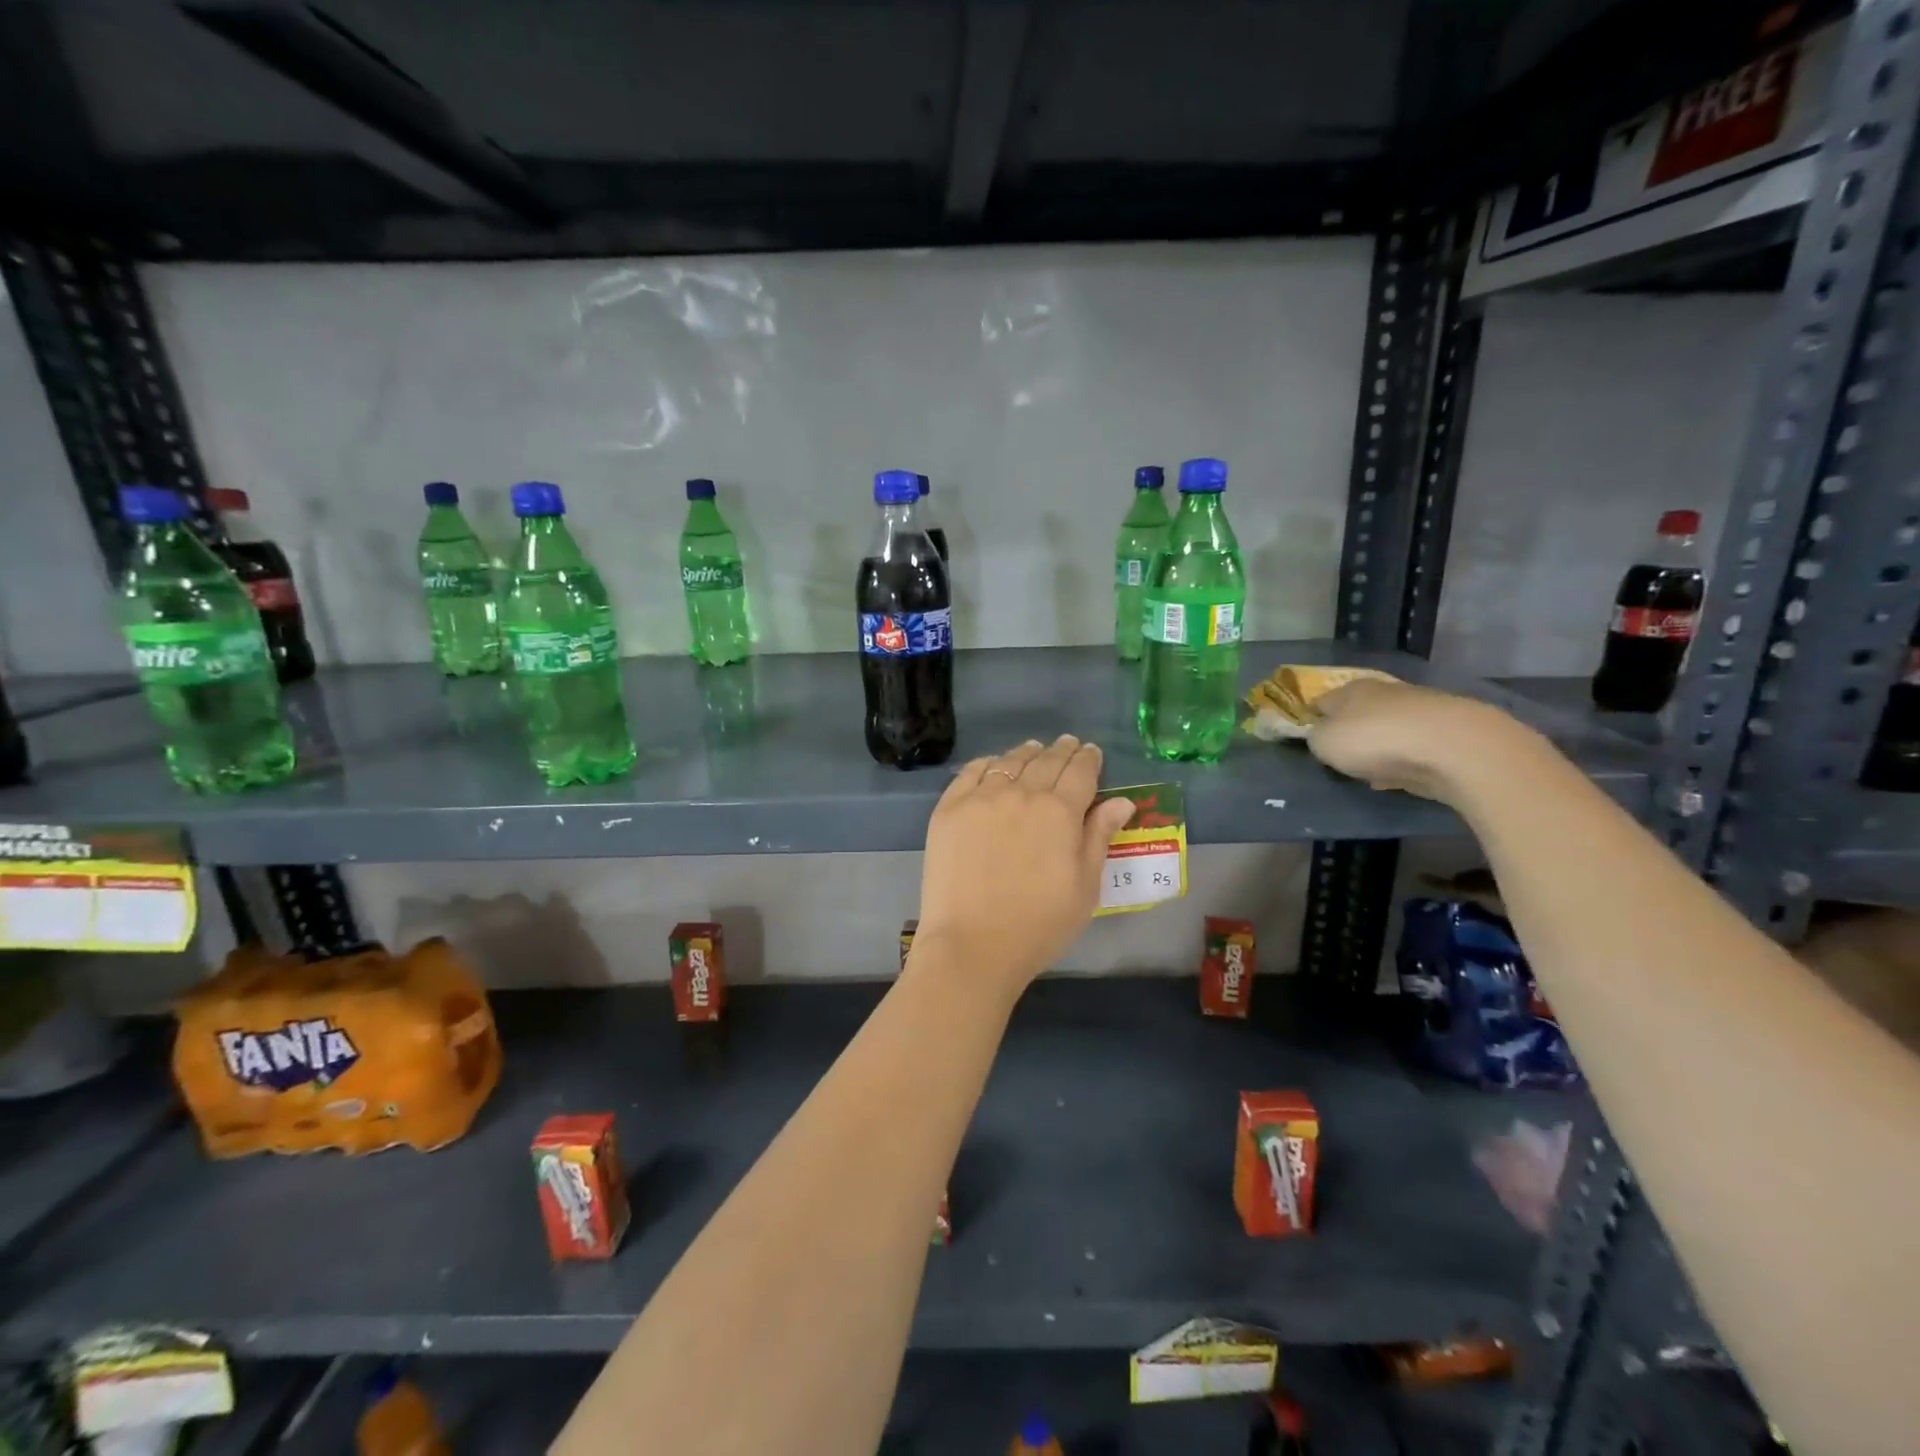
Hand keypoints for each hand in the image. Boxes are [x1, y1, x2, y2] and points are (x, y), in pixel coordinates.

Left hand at [915, 735, 1137, 995]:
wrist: (972, 944)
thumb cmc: (1039, 925)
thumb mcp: (1084, 887)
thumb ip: (1099, 837)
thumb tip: (1122, 801)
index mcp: (1061, 811)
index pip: (1080, 771)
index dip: (1089, 759)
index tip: (1091, 752)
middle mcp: (1022, 793)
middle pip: (1046, 761)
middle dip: (1061, 751)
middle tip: (1067, 745)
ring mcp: (981, 798)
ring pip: (1010, 762)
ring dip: (1027, 753)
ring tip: (1034, 750)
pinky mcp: (949, 808)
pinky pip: (971, 772)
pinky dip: (988, 763)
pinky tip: (994, 765)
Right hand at [1308, 679, 1531, 803]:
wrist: (1454, 747)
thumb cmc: (1375, 740)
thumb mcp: (1324, 743)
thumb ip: (1316, 738)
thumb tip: (1322, 735)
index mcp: (1350, 690)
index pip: (1321, 701)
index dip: (1313, 719)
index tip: (1310, 739)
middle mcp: (1384, 691)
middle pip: (1358, 713)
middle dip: (1351, 732)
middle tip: (1342, 758)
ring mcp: (1420, 709)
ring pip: (1388, 729)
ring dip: (1381, 747)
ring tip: (1373, 771)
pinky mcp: (1448, 731)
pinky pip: (1415, 746)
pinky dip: (1406, 759)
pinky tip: (1403, 775)